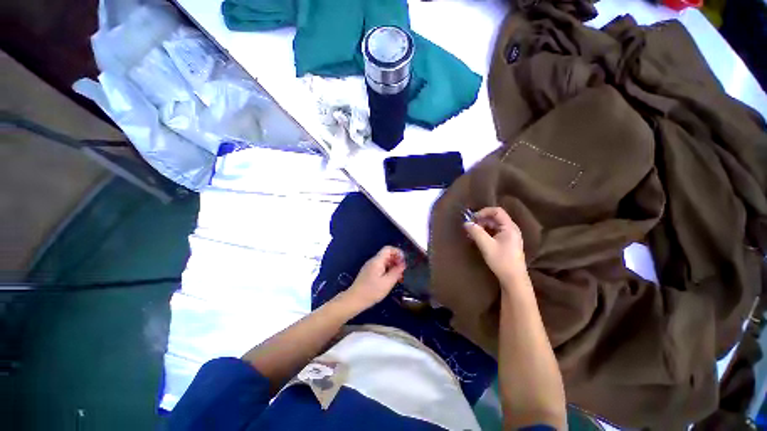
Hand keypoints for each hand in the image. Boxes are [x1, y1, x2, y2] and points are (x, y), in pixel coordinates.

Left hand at [344, 246, 405, 309]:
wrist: (354, 300)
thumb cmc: (372, 291)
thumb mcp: (387, 282)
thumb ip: (396, 272)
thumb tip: (403, 264)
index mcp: (377, 261)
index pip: (388, 248)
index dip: (397, 252)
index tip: (404, 262)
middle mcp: (373, 261)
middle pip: (387, 255)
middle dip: (396, 260)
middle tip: (403, 271)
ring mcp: (370, 267)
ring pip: (384, 262)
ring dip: (393, 267)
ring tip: (399, 277)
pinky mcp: (368, 273)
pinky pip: (380, 267)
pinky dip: (387, 271)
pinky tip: (390, 280)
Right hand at [464, 207, 526, 283]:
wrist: (513, 279)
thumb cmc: (501, 261)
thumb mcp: (486, 245)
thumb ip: (476, 232)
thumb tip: (466, 223)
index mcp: (509, 227)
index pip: (497, 211)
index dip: (484, 212)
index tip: (473, 219)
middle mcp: (511, 229)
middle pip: (495, 218)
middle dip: (481, 220)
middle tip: (470, 227)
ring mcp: (510, 236)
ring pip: (494, 225)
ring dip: (482, 227)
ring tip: (472, 234)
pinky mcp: (507, 242)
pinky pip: (495, 232)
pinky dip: (486, 233)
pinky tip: (478, 239)